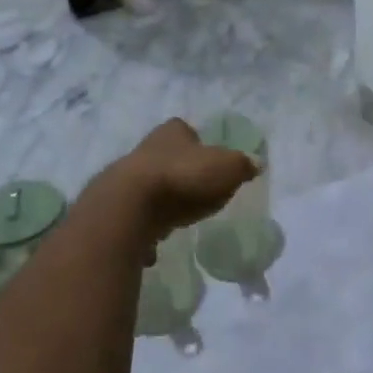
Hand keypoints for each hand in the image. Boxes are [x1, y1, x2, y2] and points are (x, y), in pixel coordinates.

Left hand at [89, 119, 257, 246]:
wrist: (129, 207)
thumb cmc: (183, 177)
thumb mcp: (227, 167)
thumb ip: (242, 165)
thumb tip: (255, 163)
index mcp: (172, 132)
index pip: (184, 129)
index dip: (196, 143)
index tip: (207, 159)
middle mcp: (146, 149)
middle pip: (166, 156)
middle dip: (179, 171)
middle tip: (196, 190)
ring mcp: (127, 178)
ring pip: (150, 185)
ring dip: (162, 199)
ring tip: (177, 217)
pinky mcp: (117, 207)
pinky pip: (136, 216)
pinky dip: (145, 227)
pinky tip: (154, 243)